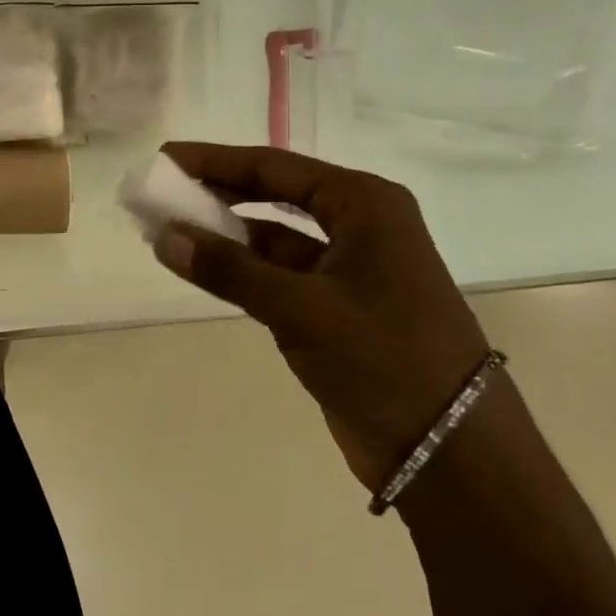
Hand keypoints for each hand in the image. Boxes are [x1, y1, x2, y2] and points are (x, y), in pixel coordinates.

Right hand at [152, 143, 493, 491]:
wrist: (454, 457)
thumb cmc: (386, 361)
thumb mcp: (302, 309)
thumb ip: (229, 269)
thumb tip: (163, 235)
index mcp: (365, 205)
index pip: (275, 167)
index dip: (215, 161)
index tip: (165, 158)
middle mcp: (359, 225)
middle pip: (274, 194)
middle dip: (216, 192)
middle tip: (161, 191)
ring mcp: (349, 267)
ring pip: (272, 236)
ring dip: (223, 233)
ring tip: (167, 229)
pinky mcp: (336, 306)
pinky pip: (277, 273)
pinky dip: (239, 269)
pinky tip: (200, 267)